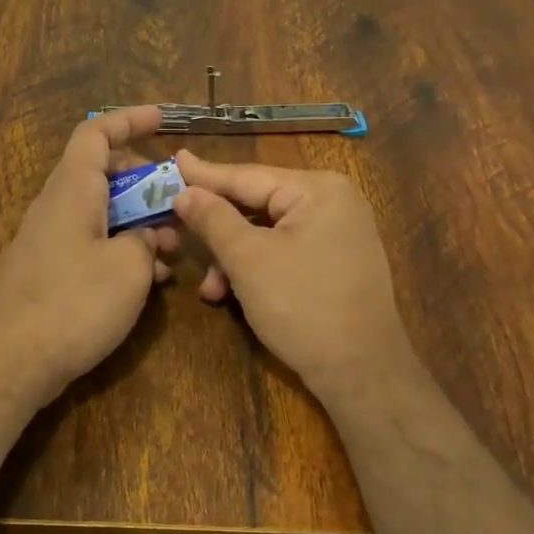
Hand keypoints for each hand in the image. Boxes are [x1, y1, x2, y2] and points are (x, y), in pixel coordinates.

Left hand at [0, 106, 178, 404]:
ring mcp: (48, 239)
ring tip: (173, 248)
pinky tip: (148, 280)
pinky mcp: (47, 270)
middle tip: (177, 202)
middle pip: (102, 173)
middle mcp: (56, 206)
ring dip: (137, 221)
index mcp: (72, 190)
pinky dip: (120, 249)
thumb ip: (146, 242)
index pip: (96, 134)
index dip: (130, 120)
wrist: (10, 363)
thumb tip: (147, 238)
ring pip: (99, 211)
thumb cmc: (72, 305)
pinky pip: (90, 242)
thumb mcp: (129, 269)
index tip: (164, 120)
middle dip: (144, 182)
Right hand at [171, 151, 418, 403]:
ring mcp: (338, 232)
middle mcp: (333, 201)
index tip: (172, 160)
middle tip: (173, 223)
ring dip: (233, 257)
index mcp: (318, 189)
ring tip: (208, 287)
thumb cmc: (303, 306)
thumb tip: (185, 191)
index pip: (247, 175)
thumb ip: (213, 219)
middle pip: (257, 203)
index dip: (204, 174)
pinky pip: (285, 251)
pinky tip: (229, 294)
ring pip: (267, 232)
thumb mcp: (248, 260)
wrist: (362, 373)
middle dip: (216, 227)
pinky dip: (256, 268)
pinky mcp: (336, 261)